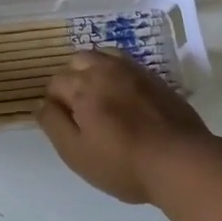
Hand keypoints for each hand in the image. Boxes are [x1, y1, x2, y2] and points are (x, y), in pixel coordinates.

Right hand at [36, 51, 209, 203]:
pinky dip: (117, 73)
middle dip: (72, 80)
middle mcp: (104, 69)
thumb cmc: (123, 163)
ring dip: (94, 71)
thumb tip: (40, 104)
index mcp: (82, 87)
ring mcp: (132, 70)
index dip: (55, 103)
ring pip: (102, 57)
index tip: (64, 124)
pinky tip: (124, 96)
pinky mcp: (154, 77)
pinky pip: (126, 64)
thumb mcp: (77, 153)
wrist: (181, 160)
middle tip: (81, 110)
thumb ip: (53, 124)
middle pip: (77, 62)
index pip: (56, 83)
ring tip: (101, 98)